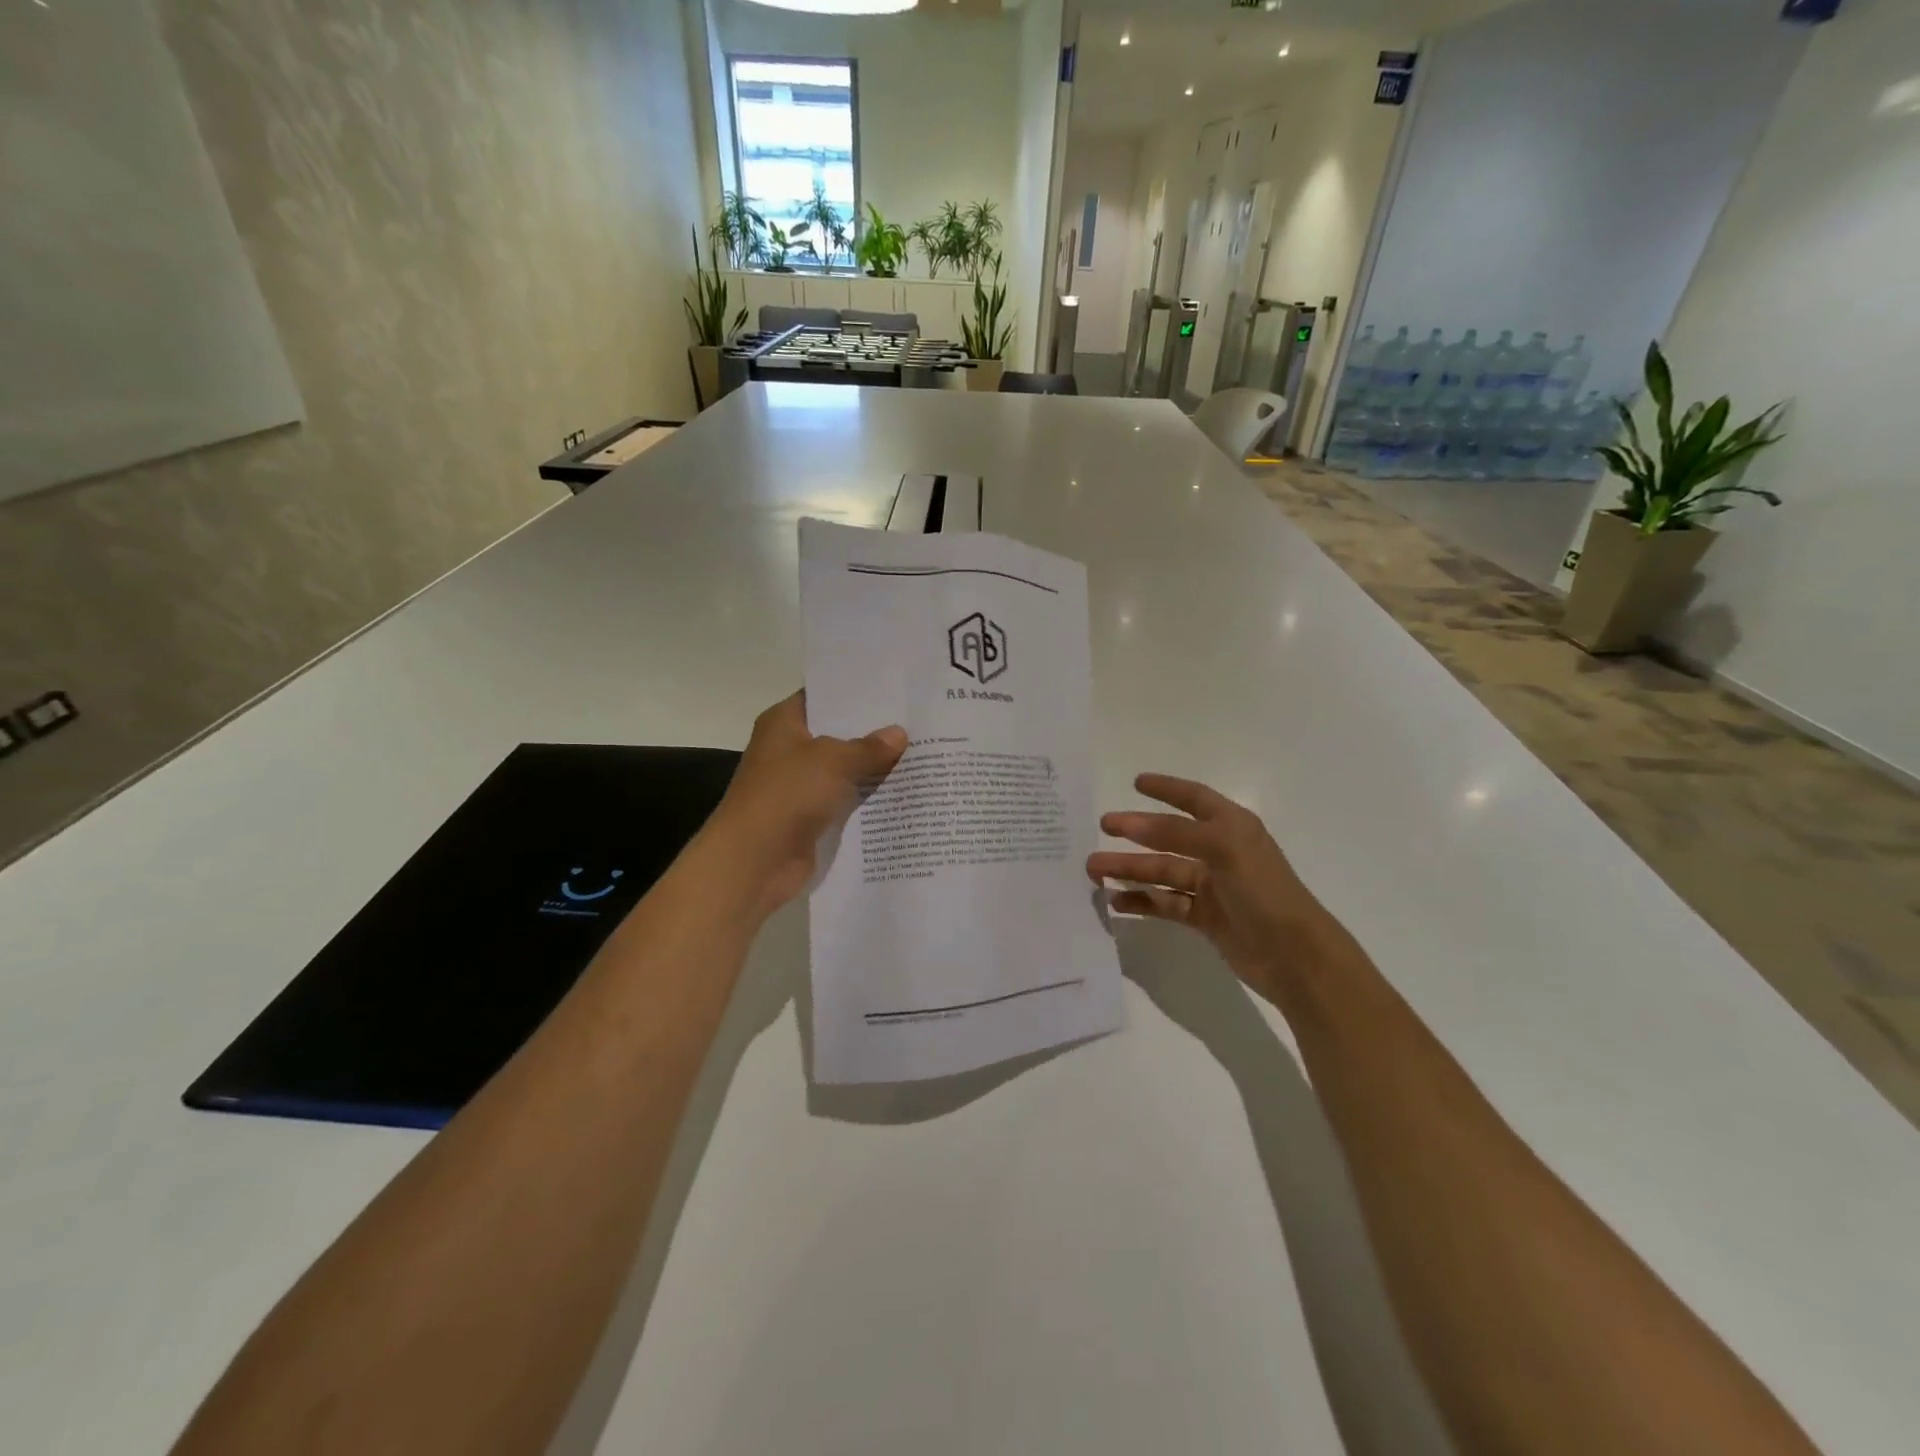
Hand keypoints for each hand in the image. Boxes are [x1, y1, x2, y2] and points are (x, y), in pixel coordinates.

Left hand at [704, 691, 907, 918]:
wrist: (755, 860)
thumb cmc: (788, 794)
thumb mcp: (834, 760)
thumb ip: (869, 747)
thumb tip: (899, 734)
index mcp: (783, 722)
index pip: (823, 697)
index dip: (856, 694)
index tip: (894, 689)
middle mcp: (789, 749)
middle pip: (837, 734)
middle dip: (873, 731)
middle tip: (917, 721)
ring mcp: (799, 785)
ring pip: (844, 770)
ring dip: (873, 768)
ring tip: (920, 753)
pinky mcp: (810, 817)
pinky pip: (845, 801)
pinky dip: (867, 799)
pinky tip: (903, 791)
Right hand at [1087, 774, 1341, 1001]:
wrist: (1296, 957)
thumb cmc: (1264, 892)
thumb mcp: (1224, 850)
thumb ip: (1176, 833)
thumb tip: (1131, 823)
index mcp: (1232, 827)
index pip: (1194, 799)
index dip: (1167, 789)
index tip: (1136, 783)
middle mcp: (1220, 852)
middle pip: (1169, 837)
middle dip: (1135, 832)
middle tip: (1102, 828)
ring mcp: (1212, 887)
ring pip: (1162, 871)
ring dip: (1129, 869)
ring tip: (1093, 871)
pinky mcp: (1205, 918)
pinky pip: (1166, 903)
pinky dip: (1142, 901)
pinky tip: (1116, 902)